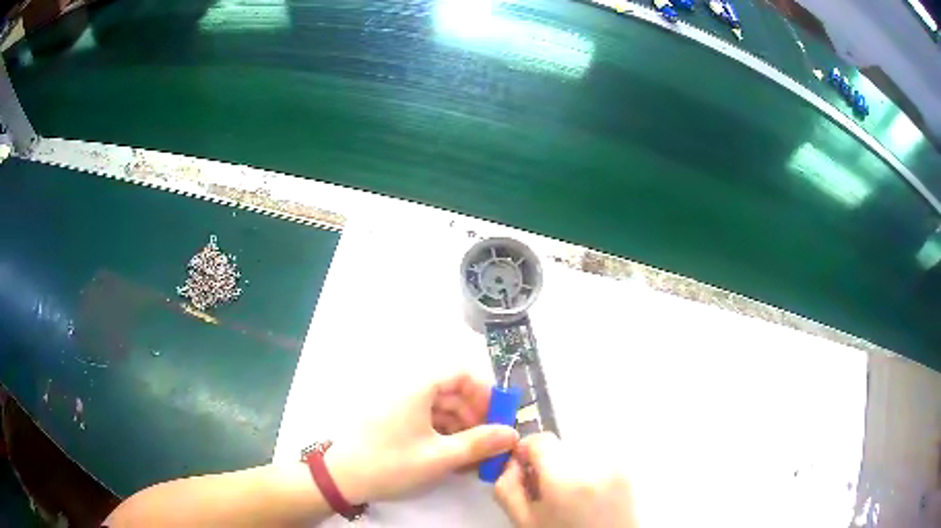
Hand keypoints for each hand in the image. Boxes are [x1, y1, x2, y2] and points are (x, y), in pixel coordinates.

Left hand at [326, 372, 518, 503]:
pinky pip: (428, 418)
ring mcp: (400, 403)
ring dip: (462, 428)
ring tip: (473, 457)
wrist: (342, 478)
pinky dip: (445, 434)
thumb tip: (512, 434)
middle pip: (454, 390)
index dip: (486, 392)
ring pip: (442, 406)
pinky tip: (453, 456)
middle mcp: (409, 387)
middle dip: (476, 415)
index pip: (462, 372)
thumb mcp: (439, 457)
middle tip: (489, 443)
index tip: (498, 418)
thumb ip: (479, 444)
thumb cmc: (391, 463)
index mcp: (418, 386)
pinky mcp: (395, 418)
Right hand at [494, 433, 637, 527]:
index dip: (526, 451)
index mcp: (566, 479)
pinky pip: (598, 458)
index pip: (540, 439)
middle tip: (547, 492)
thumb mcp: (524, 521)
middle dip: (549, 463)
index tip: (524, 467)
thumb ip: (507, 487)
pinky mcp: (627, 469)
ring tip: (570, 497)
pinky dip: (589, 470)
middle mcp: (596, 465)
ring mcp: (616, 465)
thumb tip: (511, 462)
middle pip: (560, 446)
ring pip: (579, 451)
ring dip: (570, 466)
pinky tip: (588, 495)